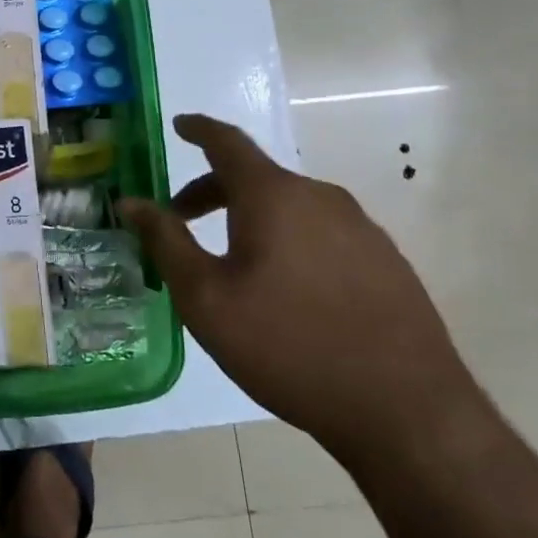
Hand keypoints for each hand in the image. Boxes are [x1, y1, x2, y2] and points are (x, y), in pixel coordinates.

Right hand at [119, 114, 488, 466]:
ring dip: (251, 217)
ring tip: (231, 260)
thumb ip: (165, 241)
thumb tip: (130, 201)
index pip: (227, 142)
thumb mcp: (206, 298)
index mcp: (273, 195)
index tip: (178, 125)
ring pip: (290, 206)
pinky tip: (286, 287)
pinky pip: (322, 231)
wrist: (408, 412)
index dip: (198, 129)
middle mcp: (320, 197)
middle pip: (255, 177)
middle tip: (181, 220)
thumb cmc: (288, 346)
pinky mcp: (386, 260)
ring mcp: (361, 228)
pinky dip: (288, 238)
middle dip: (212, 190)